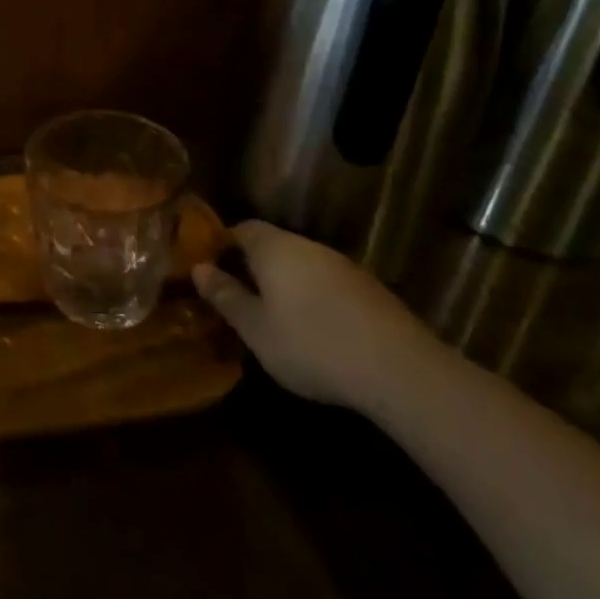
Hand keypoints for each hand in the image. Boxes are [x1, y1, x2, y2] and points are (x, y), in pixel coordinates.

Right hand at [192, 220, 435, 412]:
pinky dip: (314, 299)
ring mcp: (342, 266)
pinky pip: (327, 285)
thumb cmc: (312, 345)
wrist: (401, 370)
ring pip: (301, 266)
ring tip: (276, 318)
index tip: (211, 270)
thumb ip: (226, 296)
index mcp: (274, 247)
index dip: (223, 245)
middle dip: (254, 267)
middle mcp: (307, 246)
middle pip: (272, 245)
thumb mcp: (256, 329)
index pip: (241, 228)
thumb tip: (198, 268)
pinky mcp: (370, 291)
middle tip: (239, 298)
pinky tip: (316, 331)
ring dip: (286, 284)